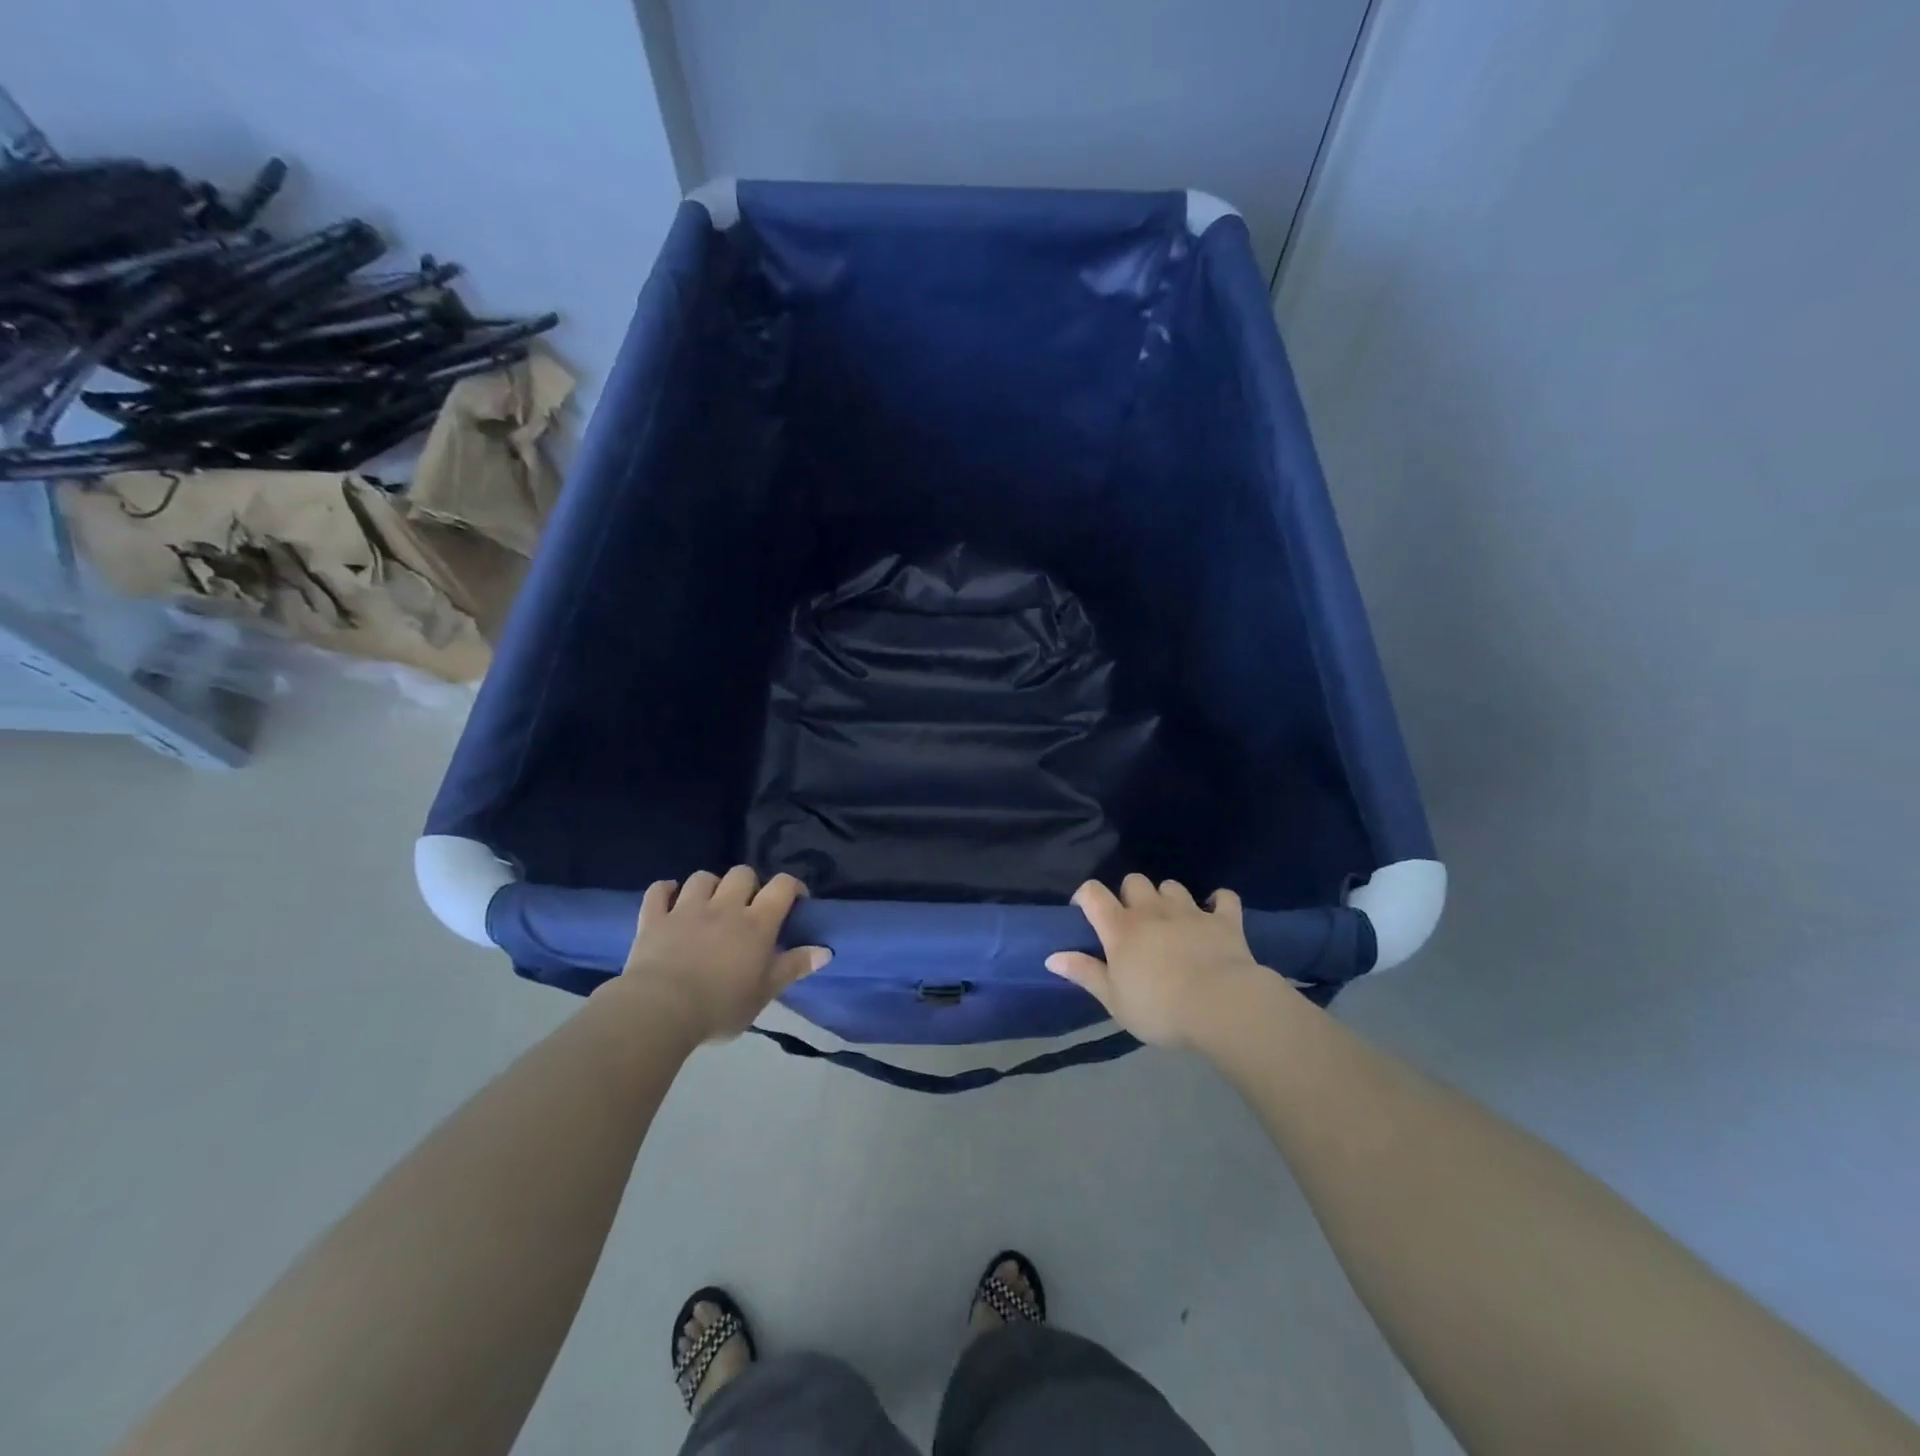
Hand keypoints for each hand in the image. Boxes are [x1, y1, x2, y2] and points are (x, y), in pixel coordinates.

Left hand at [606, 867, 830, 1043]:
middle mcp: (724, 907)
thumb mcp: (765, 993)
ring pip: (702, 877)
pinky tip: (670, 897)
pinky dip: (665, 890)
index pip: (782, 886)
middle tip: (748, 907)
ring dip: (710, 885)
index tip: (795, 901)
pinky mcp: (654, 919)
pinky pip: (658, 891)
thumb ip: (794, 967)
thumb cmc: (720, 1006)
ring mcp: (686, 909)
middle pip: (742, 873)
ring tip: (710, 903)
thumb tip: (826, 950)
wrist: (661, 1011)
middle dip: (749, 884)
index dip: (792, 886)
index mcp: (756, 923)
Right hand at [1046, 875, 1274, 1047]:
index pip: (1093, 893)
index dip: (1085, 896)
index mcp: (1121, 928)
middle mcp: (1152, 911)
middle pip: (1134, 881)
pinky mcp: (1225, 920)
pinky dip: (1218, 902)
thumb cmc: (1159, 1009)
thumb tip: (1051, 956)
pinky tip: (1215, 913)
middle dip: (1130, 895)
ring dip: (1168, 898)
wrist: (1221, 1006)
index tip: (1084, 912)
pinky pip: (1224, 898)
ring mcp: (1190, 912)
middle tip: (1133, 922)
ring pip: (1172, 886)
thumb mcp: (1114, 1000)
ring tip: (1171, 920)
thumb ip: (1085, 973)